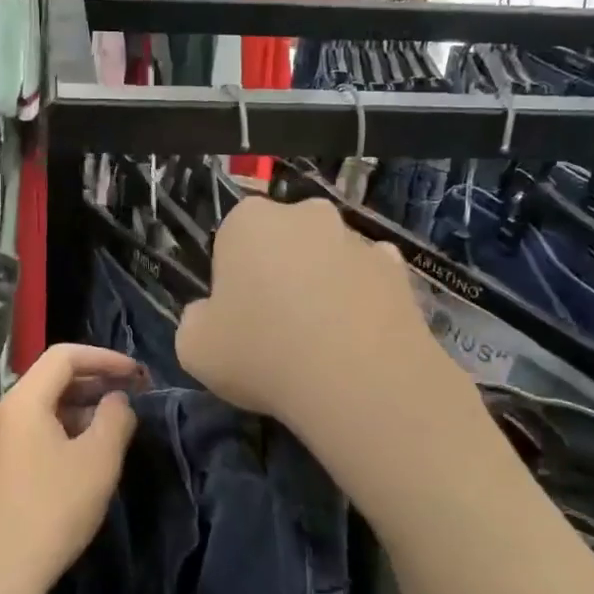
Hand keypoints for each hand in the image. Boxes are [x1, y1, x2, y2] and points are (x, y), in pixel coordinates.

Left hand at [0, 344, 143, 593]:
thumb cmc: (51, 509)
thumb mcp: (97, 461)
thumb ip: (115, 419)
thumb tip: (117, 400)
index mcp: (22, 401)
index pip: (64, 356)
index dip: (104, 357)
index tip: (138, 374)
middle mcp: (1, 414)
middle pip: (50, 380)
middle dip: (94, 382)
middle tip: (131, 396)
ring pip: (41, 409)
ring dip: (79, 409)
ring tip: (113, 426)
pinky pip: (31, 434)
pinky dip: (62, 432)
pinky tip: (84, 457)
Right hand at [177, 197, 458, 440]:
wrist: (359, 379)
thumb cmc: (261, 353)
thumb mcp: (193, 347)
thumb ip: (195, 321)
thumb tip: (211, 316)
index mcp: (249, 220)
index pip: (231, 240)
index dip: (232, 280)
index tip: (237, 318)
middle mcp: (305, 214)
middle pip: (283, 242)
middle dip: (279, 273)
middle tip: (276, 329)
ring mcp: (357, 238)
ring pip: (328, 260)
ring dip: (322, 287)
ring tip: (321, 345)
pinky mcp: (400, 268)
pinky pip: (368, 281)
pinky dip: (361, 302)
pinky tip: (356, 343)